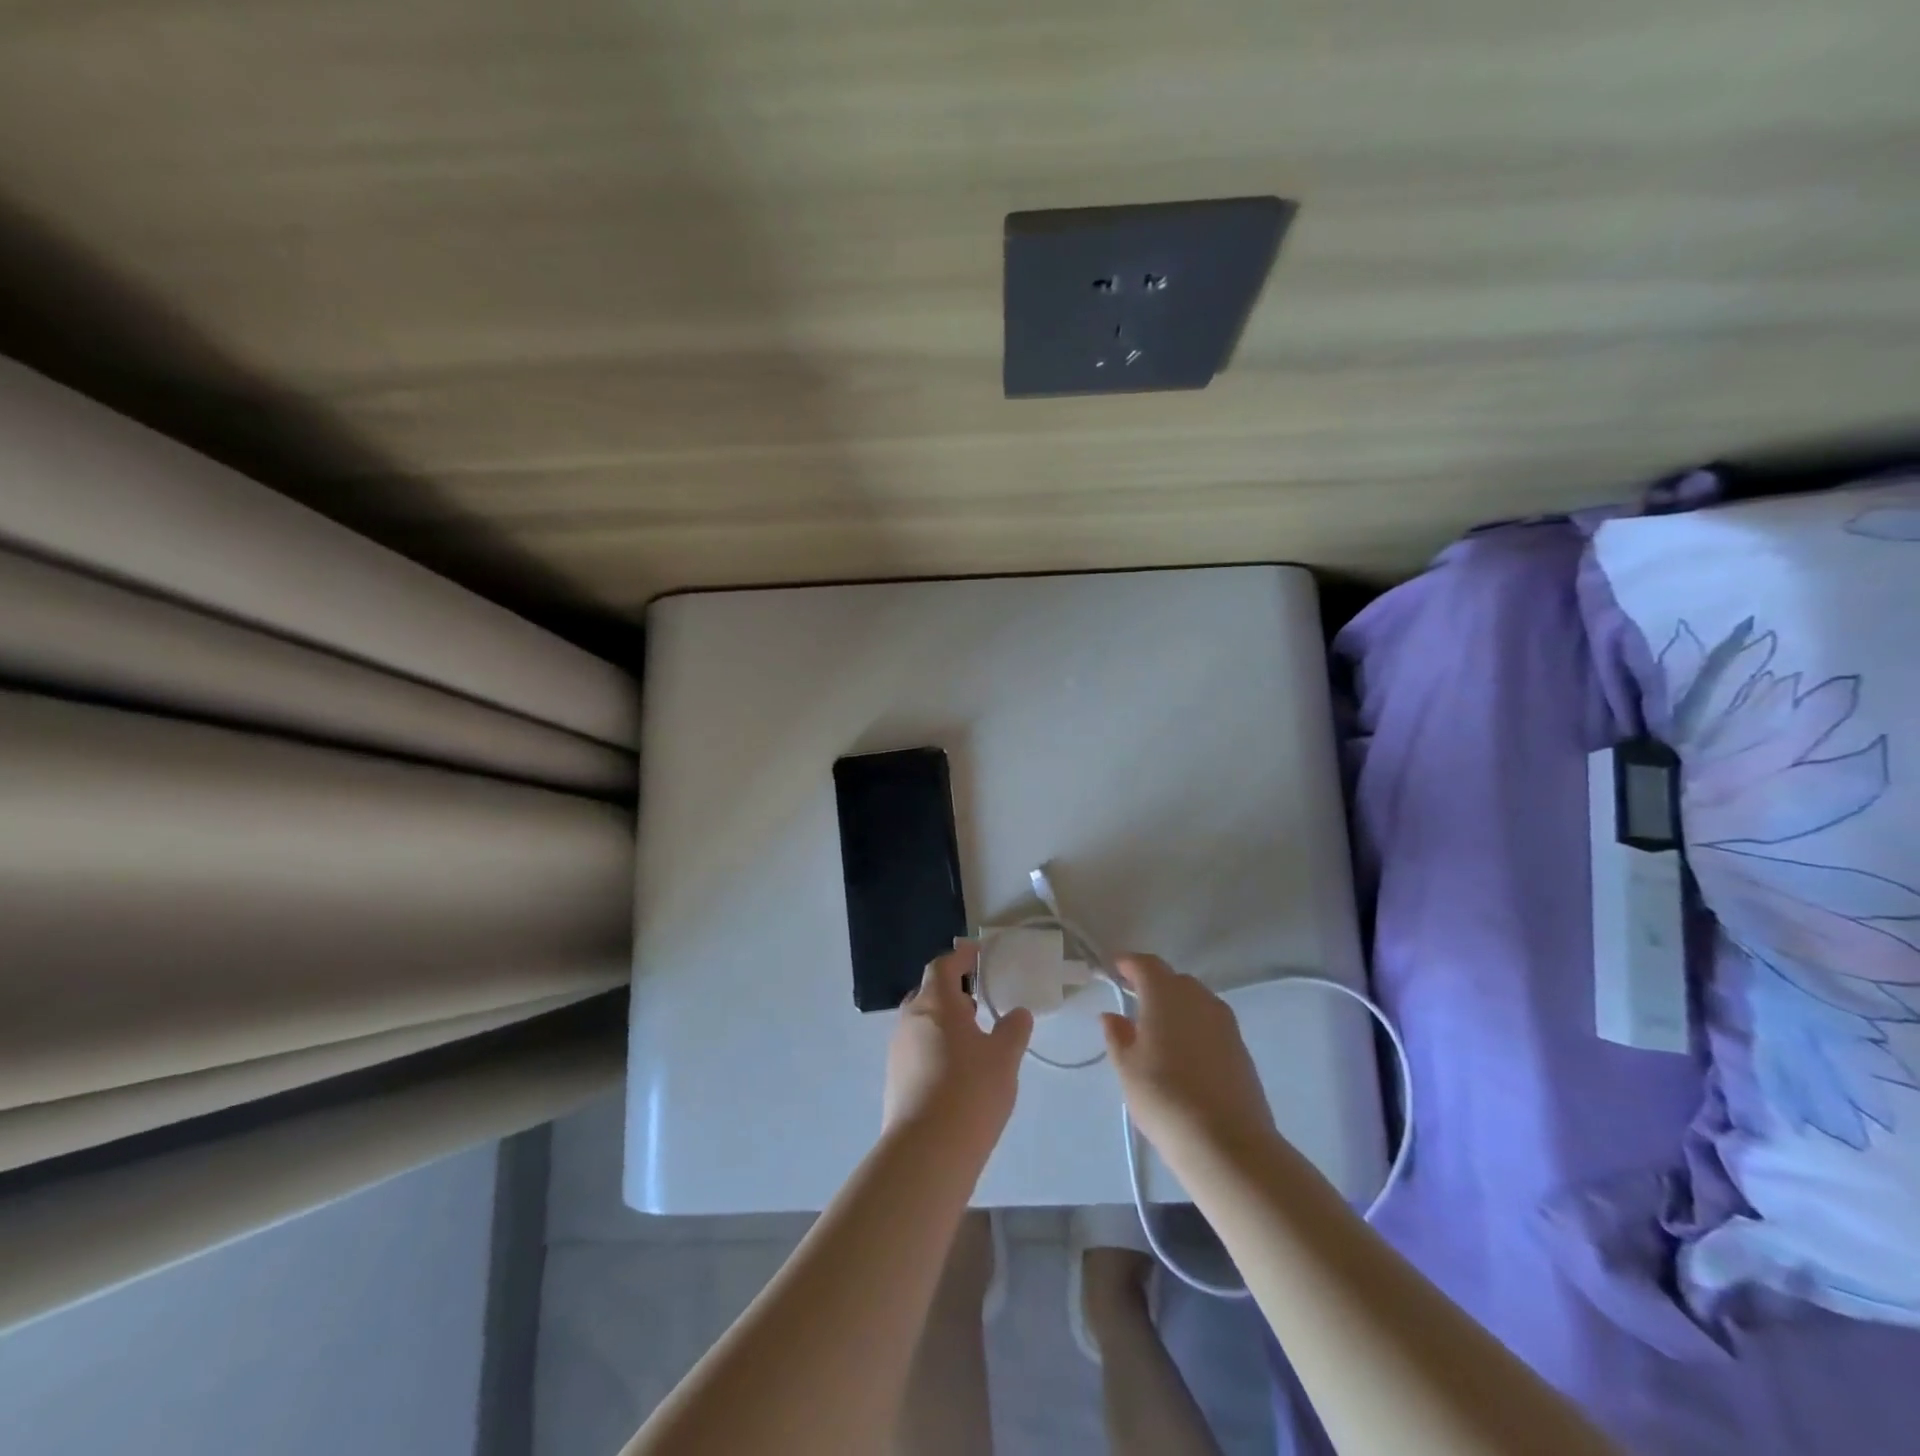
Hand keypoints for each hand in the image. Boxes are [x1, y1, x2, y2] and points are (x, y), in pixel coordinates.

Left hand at [884, 943, 1033, 1145]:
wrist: (926, 1151)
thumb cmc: (970, 1091)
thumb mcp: (1004, 1057)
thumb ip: (1013, 1030)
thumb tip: (1017, 1013)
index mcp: (935, 1003)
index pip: (943, 966)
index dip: (960, 957)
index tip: (976, 952)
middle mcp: (910, 1020)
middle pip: (927, 993)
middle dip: (950, 991)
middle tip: (976, 999)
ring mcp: (897, 1051)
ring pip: (921, 1023)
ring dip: (943, 1022)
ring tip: (970, 1037)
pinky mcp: (894, 1080)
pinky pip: (916, 1050)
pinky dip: (935, 1048)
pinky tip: (955, 1071)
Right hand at [1101, 954, 1276, 1168]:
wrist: (1227, 1142)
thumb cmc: (1164, 1097)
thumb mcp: (1126, 1067)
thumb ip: (1117, 1035)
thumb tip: (1112, 1015)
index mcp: (1165, 993)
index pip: (1145, 964)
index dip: (1128, 964)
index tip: (1114, 970)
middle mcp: (1198, 997)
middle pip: (1173, 979)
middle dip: (1153, 985)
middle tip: (1134, 1003)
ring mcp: (1225, 1022)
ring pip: (1195, 1001)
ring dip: (1176, 1006)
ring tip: (1160, 1031)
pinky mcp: (1241, 1047)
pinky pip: (1211, 1023)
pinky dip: (1195, 1027)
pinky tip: (1185, 1054)